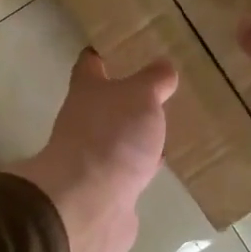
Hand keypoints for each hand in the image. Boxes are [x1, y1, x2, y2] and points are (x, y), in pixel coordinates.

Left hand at [9, 51, 177, 251]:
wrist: (89, 205)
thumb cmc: (112, 137)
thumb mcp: (141, 96)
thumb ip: (153, 80)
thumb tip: (163, 68)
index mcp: (87, 92)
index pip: (90, 65)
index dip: (100, 54)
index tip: (115, 46)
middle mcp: (84, 123)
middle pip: (104, 105)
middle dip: (126, 99)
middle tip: (157, 91)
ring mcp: (93, 160)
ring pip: (118, 140)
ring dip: (136, 136)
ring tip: (166, 128)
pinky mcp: (107, 192)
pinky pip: (128, 174)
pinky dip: (141, 169)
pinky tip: (159, 168)